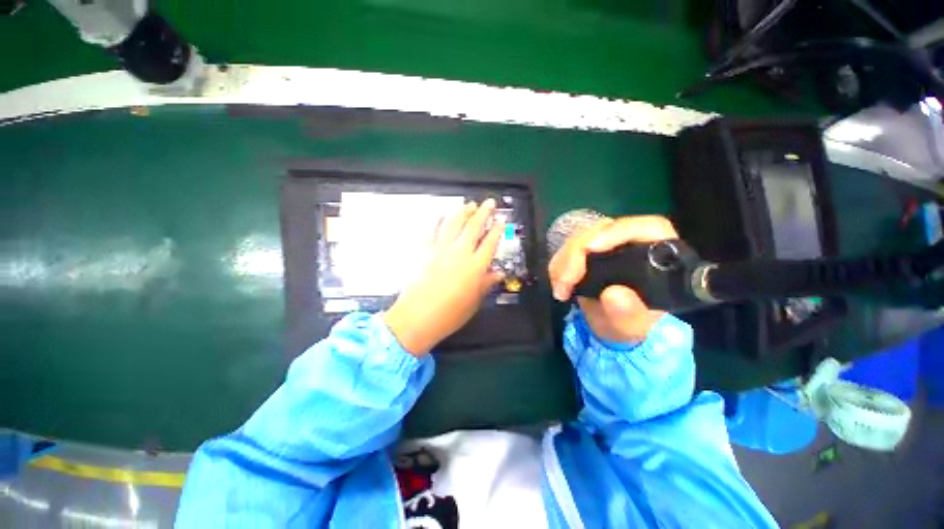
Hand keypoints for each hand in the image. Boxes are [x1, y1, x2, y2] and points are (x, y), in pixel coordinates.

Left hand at [383, 199, 504, 354]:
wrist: (416, 318)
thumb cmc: (449, 315)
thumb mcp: (474, 302)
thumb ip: (486, 284)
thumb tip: (499, 274)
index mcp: (475, 267)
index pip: (490, 243)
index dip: (497, 230)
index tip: (501, 220)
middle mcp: (460, 253)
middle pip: (474, 227)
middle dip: (483, 212)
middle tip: (488, 202)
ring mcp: (440, 249)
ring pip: (454, 223)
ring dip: (463, 211)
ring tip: (469, 204)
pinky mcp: (424, 250)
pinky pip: (432, 230)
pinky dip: (438, 220)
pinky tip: (441, 215)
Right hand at [548, 215, 678, 344]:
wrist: (614, 327)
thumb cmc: (632, 326)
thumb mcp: (634, 328)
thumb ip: (629, 315)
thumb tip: (613, 294)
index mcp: (660, 254)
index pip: (645, 227)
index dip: (617, 232)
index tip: (591, 248)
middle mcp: (633, 243)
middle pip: (603, 230)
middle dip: (577, 253)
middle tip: (564, 281)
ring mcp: (607, 244)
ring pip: (580, 237)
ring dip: (563, 261)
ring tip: (560, 290)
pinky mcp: (587, 251)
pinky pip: (567, 249)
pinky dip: (558, 265)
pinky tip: (558, 284)